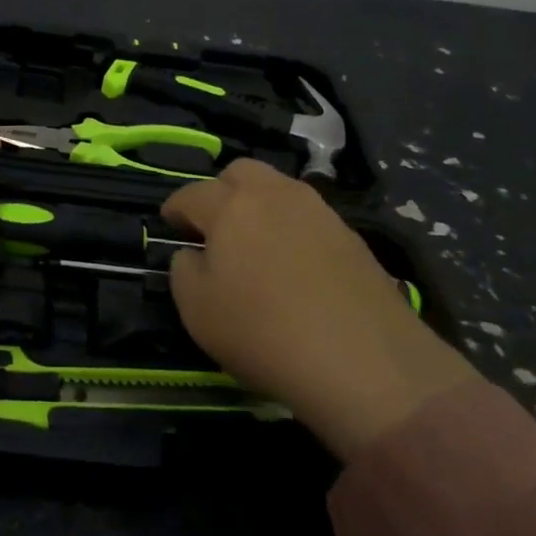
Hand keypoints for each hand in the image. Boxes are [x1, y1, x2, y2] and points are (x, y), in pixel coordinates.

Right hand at [163, 159, 477, 461]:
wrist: (365, 362)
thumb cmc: (264, 332)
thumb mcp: (197, 311)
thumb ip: (183, 270)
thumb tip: (194, 254)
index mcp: (230, 205)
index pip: (191, 194)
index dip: (175, 208)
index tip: (170, 223)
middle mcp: (274, 194)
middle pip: (241, 173)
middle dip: (221, 192)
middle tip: (216, 228)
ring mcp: (318, 211)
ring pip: (279, 191)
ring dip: (260, 207)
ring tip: (257, 246)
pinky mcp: (352, 236)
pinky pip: (309, 218)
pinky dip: (293, 230)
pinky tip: (295, 267)